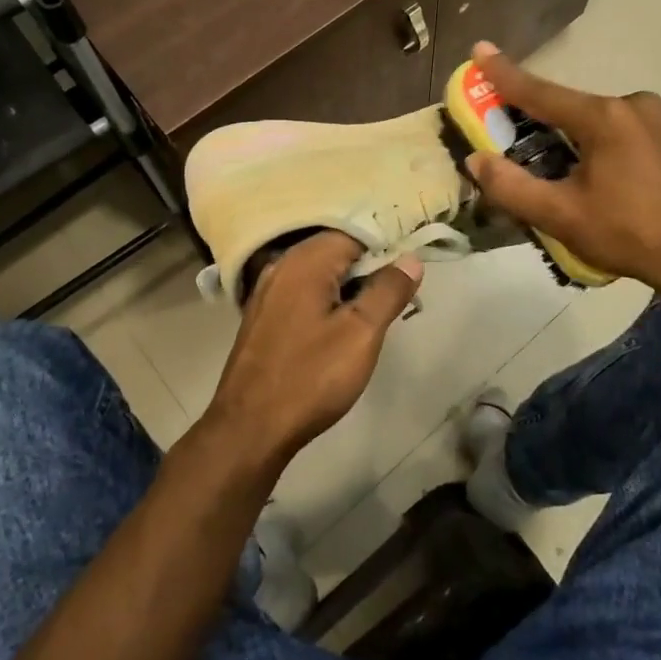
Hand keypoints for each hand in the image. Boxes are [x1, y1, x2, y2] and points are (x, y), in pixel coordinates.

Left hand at [204, 232, 420, 468]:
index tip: (409, 269)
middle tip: (398, 294)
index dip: (386, 246)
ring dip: (349, 286)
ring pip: (319, 273)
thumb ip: (388, 290)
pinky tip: (340, 326)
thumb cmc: (311, 376)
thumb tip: (410, 258)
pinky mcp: (262, 315)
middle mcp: (282, 265)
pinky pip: (303, 292)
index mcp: (305, 260)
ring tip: (375, 312)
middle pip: (336, 250)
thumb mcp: (362, 333)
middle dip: (369, 267)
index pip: (355, 232)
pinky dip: (326, 299)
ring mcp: (267, 290)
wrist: (250, 426)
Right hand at [462, 43, 660, 299]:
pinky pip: (653, 129)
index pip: (541, 92)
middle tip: (562, 169)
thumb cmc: (628, 235)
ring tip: (610, 183)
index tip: (480, 49)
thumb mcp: (560, 217)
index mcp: (603, 118)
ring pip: (620, 120)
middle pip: (583, 111)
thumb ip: (511, 187)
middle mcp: (639, 103)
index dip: (505, 73)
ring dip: (605, 140)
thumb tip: (476, 160)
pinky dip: (638, 145)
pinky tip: (644, 177)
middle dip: (565, 132)